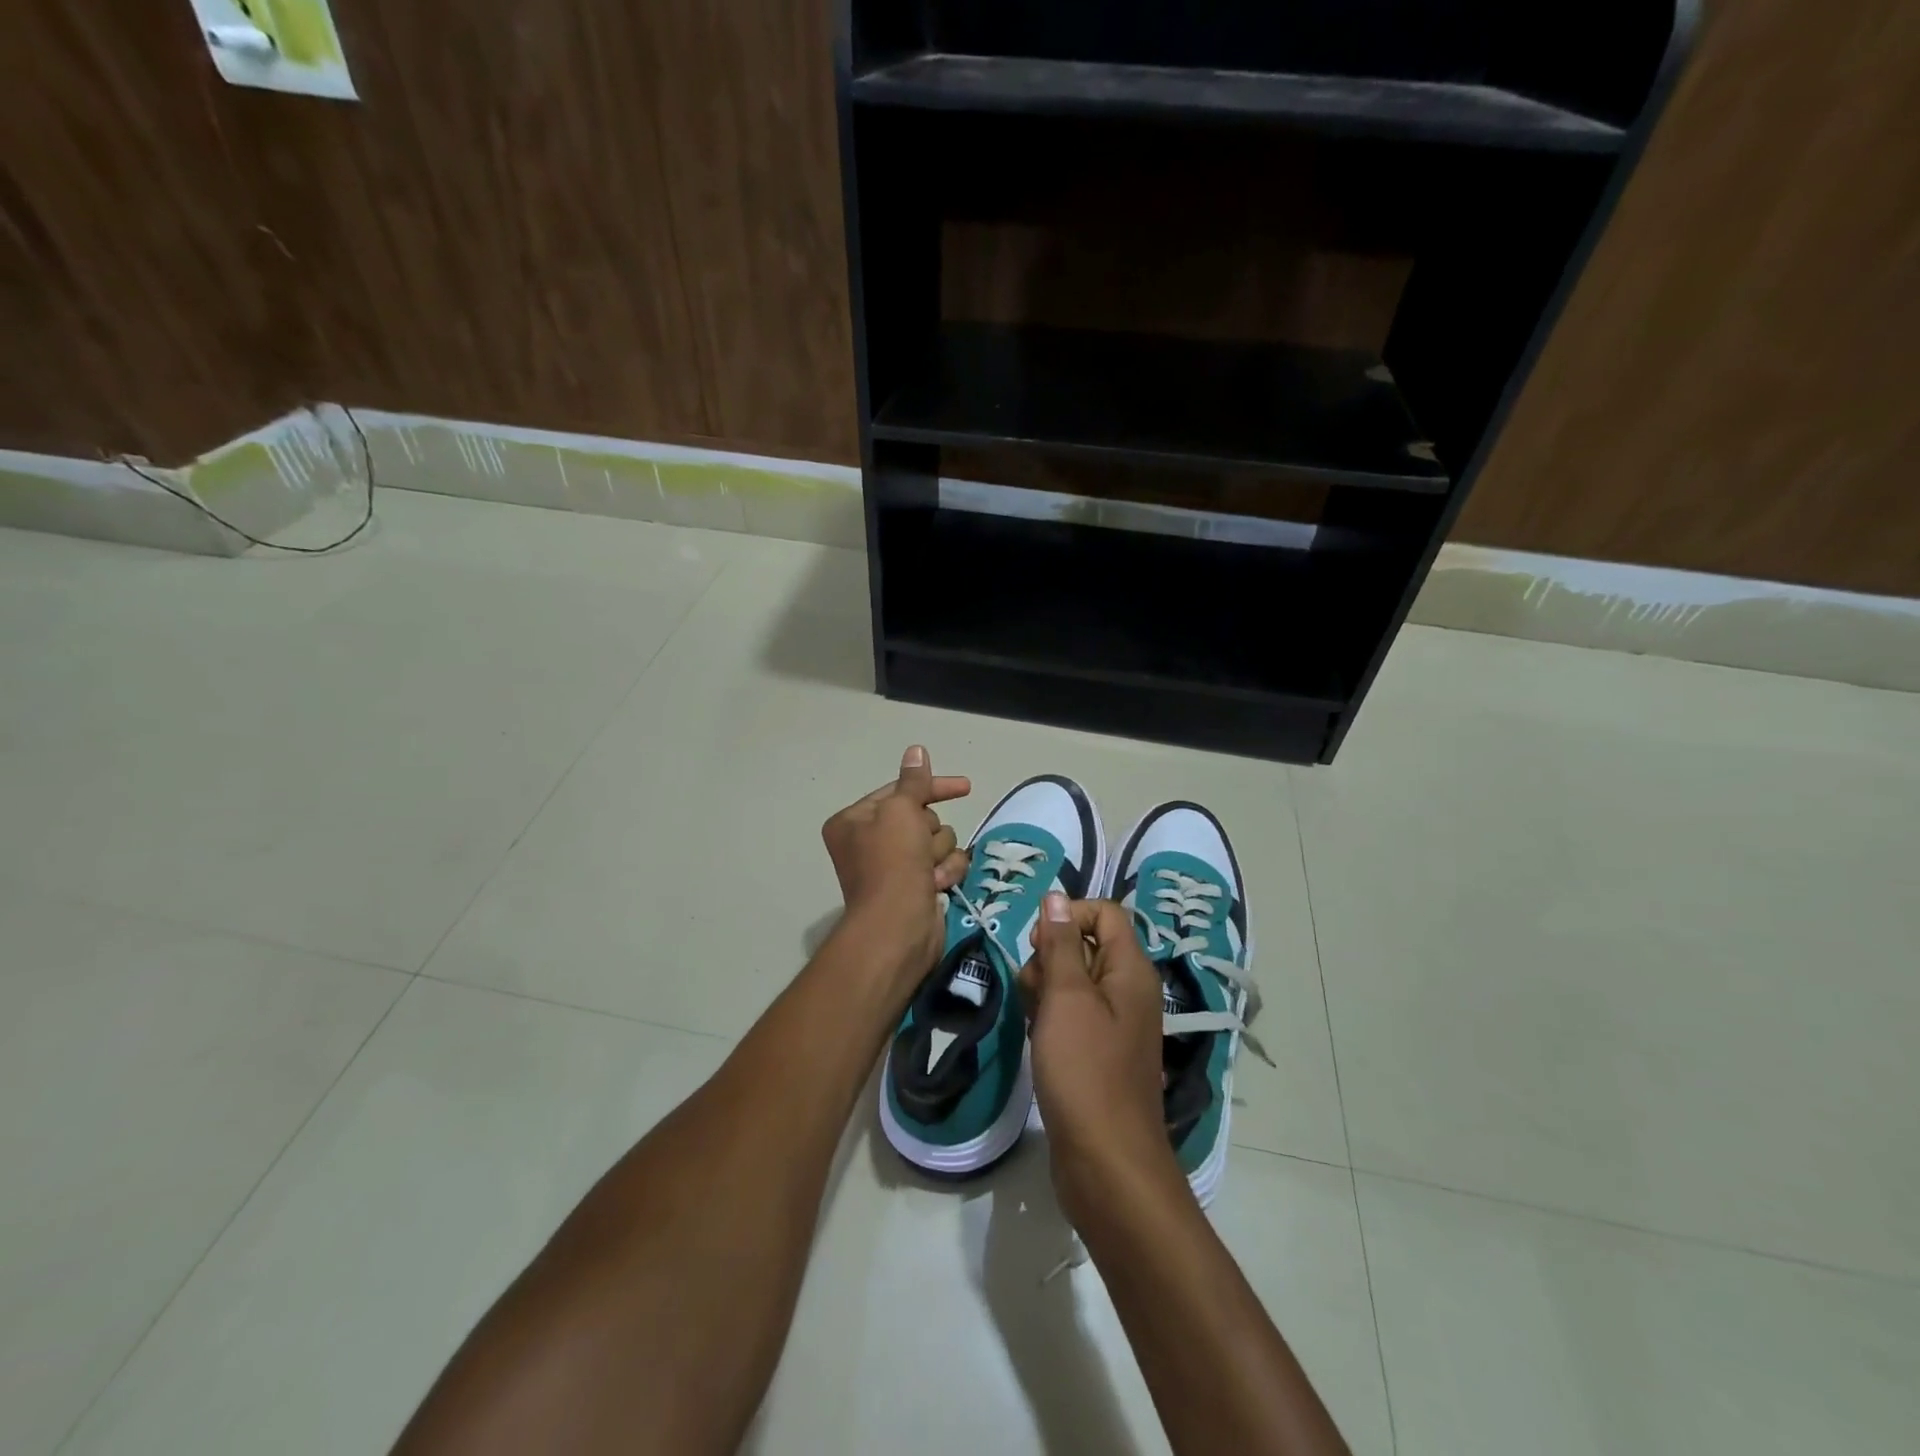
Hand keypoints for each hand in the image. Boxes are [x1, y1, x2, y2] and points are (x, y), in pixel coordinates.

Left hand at [820, 745, 970, 981]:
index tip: (964, 786)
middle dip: (930, 832)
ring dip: (939, 854)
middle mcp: (871, 842)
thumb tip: (916, 750)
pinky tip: (936, 886)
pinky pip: (944, 865)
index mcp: (855, 821)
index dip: (932, 788)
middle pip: (922, 818)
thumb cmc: (892, 863)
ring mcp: (894, 867)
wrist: (897, 928)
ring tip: (928, 873)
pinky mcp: (916, 887)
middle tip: (921, 848)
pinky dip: (945, 873)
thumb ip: (914, 781)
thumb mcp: (902, 811)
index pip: (899, 791)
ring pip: (938, 841)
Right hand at [1021, 894, 1184, 1224]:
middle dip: (1050, 957)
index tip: (1036, 943)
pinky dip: (1051, 1018)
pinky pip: (1072, 1015)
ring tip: (1034, 1020)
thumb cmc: (1085, 1070)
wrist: (1106, 1161)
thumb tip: (1056, 897)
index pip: (1104, 913)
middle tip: (1034, 989)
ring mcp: (1115, 1024)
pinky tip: (1038, 1039)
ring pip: (1073, 981)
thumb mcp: (1067, 997)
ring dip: (1045, 989)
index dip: (1068, 916)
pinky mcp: (1099, 1052)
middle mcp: (1129, 990)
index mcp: (1131, 970)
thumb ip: (1061, 944)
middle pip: (1086, 945)